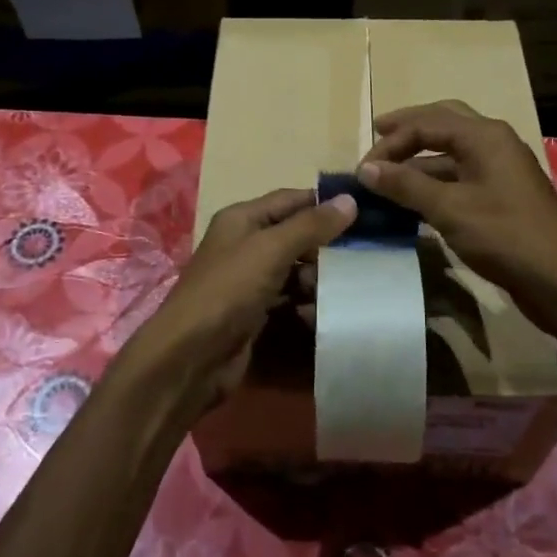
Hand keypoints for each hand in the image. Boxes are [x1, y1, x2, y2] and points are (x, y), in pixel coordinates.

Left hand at [120, 187, 356, 414]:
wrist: (191, 356)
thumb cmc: (228, 291)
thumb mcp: (271, 250)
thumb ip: (311, 225)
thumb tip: (350, 200)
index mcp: (243, 219)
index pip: (291, 200)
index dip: (324, 203)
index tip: (365, 211)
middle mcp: (245, 244)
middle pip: (294, 235)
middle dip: (324, 246)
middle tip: (360, 257)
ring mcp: (248, 280)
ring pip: (294, 269)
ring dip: (317, 278)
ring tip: (338, 290)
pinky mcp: (254, 311)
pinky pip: (288, 298)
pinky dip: (304, 303)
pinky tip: (319, 313)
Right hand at [357, 100, 556, 339]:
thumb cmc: (505, 236)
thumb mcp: (449, 209)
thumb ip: (406, 185)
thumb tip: (366, 169)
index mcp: (485, 136)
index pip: (427, 122)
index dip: (391, 142)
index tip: (362, 168)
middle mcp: (494, 143)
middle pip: (444, 122)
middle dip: (409, 130)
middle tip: (378, 138)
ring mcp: (500, 170)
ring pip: (452, 151)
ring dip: (420, 159)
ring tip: (388, 174)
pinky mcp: (502, 196)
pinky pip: (461, 176)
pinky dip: (434, 180)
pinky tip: (414, 198)